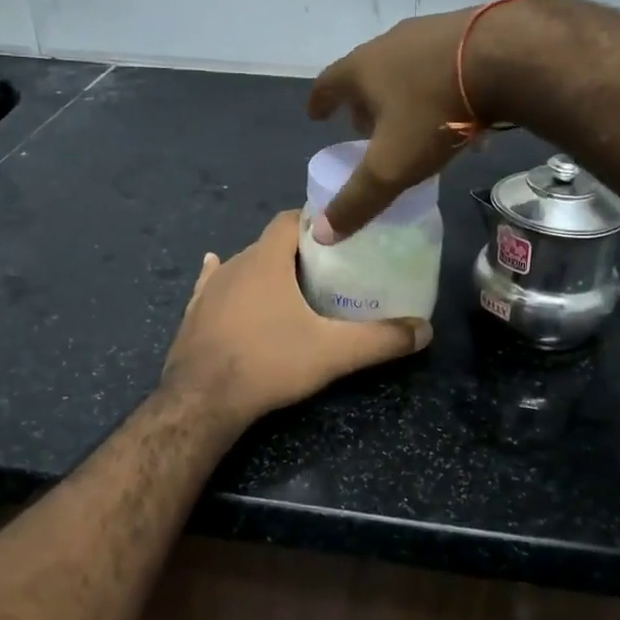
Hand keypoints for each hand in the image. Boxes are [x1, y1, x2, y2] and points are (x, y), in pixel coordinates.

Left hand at [163, 211, 430, 426]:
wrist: (202, 400)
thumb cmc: (269, 362)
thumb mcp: (334, 352)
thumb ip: (381, 339)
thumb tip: (425, 331)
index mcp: (267, 259)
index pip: (291, 219)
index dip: (316, 222)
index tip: (341, 236)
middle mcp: (235, 264)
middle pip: (270, 244)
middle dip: (297, 251)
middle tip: (328, 270)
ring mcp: (209, 289)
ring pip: (242, 265)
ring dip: (265, 270)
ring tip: (292, 286)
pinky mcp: (193, 313)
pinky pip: (212, 286)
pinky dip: (226, 282)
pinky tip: (219, 275)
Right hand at [306, 0, 538, 240]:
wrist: (505, 57)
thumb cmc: (434, 111)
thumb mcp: (392, 165)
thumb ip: (358, 200)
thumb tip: (323, 234)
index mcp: (363, 69)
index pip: (328, 83)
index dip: (319, 102)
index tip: (315, 114)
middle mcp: (391, 43)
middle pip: (367, 72)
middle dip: (362, 101)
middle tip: (363, 125)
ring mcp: (431, 33)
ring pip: (406, 67)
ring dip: (401, 93)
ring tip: (409, 119)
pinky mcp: (470, 32)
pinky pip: (443, 66)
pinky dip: (438, 88)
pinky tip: (457, 109)